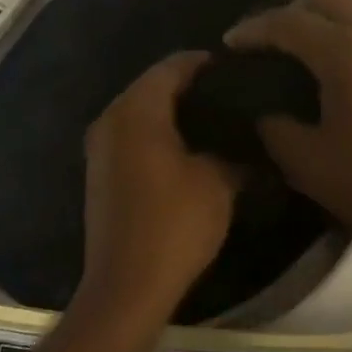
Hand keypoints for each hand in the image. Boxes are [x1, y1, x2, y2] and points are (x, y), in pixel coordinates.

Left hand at [81, 52, 239, 320]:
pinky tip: (190, 146)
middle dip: (190, 85)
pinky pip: (132, 133)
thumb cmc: (174, 224)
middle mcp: (111, 118)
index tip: (237, 70)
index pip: (172, 66)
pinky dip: (158, 131)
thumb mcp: (218, 182)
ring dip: (174, 110)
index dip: (205, 63)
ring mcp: (100, 146)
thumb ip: (235, 150)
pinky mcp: (100, 171)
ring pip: (142, 109)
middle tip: (230, 93)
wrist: (126, 288)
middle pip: (153, 84)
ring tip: (216, 118)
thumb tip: (251, 137)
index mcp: (137, 111)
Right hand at [225, 0, 351, 265]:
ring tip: (298, 59)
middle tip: (265, 45)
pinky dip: (348, 39)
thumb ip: (275, 128)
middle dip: (289, 11)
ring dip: (322, 23)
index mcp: (347, 51)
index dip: (252, 30)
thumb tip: (264, 111)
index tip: (228, 45)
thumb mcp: (310, 165)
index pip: (287, 22)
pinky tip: (338, 77)